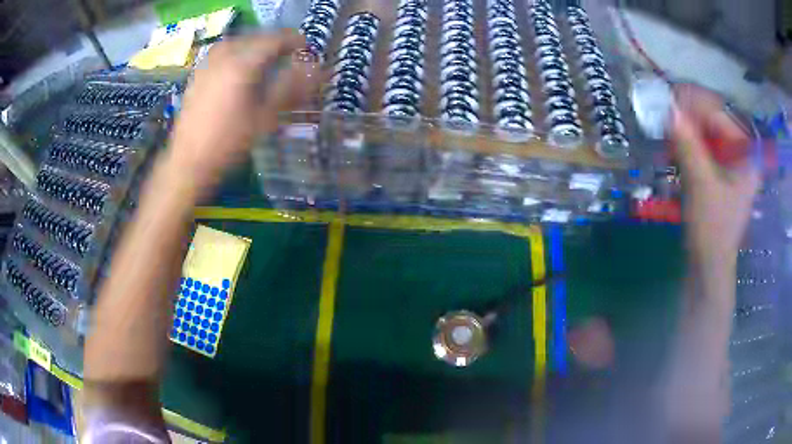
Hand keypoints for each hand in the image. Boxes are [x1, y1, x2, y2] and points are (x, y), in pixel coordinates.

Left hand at [167, 30, 319, 189]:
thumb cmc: (229, 142)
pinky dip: (236, 51)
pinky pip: (221, 51)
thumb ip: (291, 87)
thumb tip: (316, 68)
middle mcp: (224, 56)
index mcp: (243, 64)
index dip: (294, 40)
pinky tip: (239, 66)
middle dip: (274, 41)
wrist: (189, 161)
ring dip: (254, 43)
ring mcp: (208, 64)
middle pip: (255, 36)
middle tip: (288, 52)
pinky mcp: (197, 74)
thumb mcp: (266, 117)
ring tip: (264, 56)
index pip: (275, 39)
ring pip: (237, 41)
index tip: (306, 47)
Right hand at [671, 84, 759, 271]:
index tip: (667, 98)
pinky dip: (686, 142)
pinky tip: (672, 145)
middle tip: (662, 112)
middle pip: (712, 119)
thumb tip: (668, 109)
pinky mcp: (719, 171)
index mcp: (746, 153)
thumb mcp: (701, 185)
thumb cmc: (713, 229)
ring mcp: (730, 161)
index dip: (693, 103)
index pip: (719, 113)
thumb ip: (688, 145)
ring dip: (685, 128)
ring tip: (664, 128)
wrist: (709, 266)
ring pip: (705, 131)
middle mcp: (740, 151)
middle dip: (687, 115)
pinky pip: (702, 145)